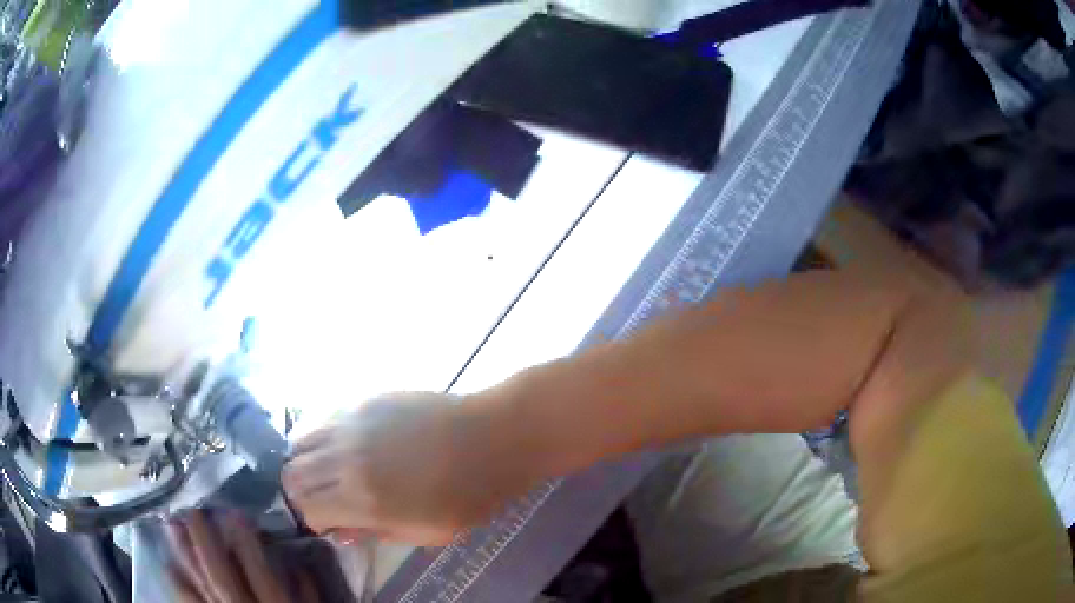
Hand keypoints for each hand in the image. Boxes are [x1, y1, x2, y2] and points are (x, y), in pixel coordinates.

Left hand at [161, 509, 317, 602]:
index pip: (258, 572)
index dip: (246, 542)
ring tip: (170, 526)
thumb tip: (299, 566)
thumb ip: (307, 598)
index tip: (235, 513)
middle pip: (221, 575)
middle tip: (192, 510)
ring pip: (202, 586)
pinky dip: (180, 587)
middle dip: (206, 542)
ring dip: (185, 557)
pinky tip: (168, 566)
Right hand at [283, 393, 525, 545]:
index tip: (330, 524)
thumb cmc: (469, 495)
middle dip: (302, 493)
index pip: (306, 508)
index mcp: (364, 498)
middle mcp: (346, 458)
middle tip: (325, 500)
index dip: (314, 520)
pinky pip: (323, 418)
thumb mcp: (428, 533)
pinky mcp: (364, 400)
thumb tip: (342, 531)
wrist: (493, 436)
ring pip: (300, 442)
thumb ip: (377, 533)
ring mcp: (352, 423)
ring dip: (307, 462)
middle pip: (292, 474)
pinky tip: (342, 445)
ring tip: (329, 472)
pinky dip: (321, 437)